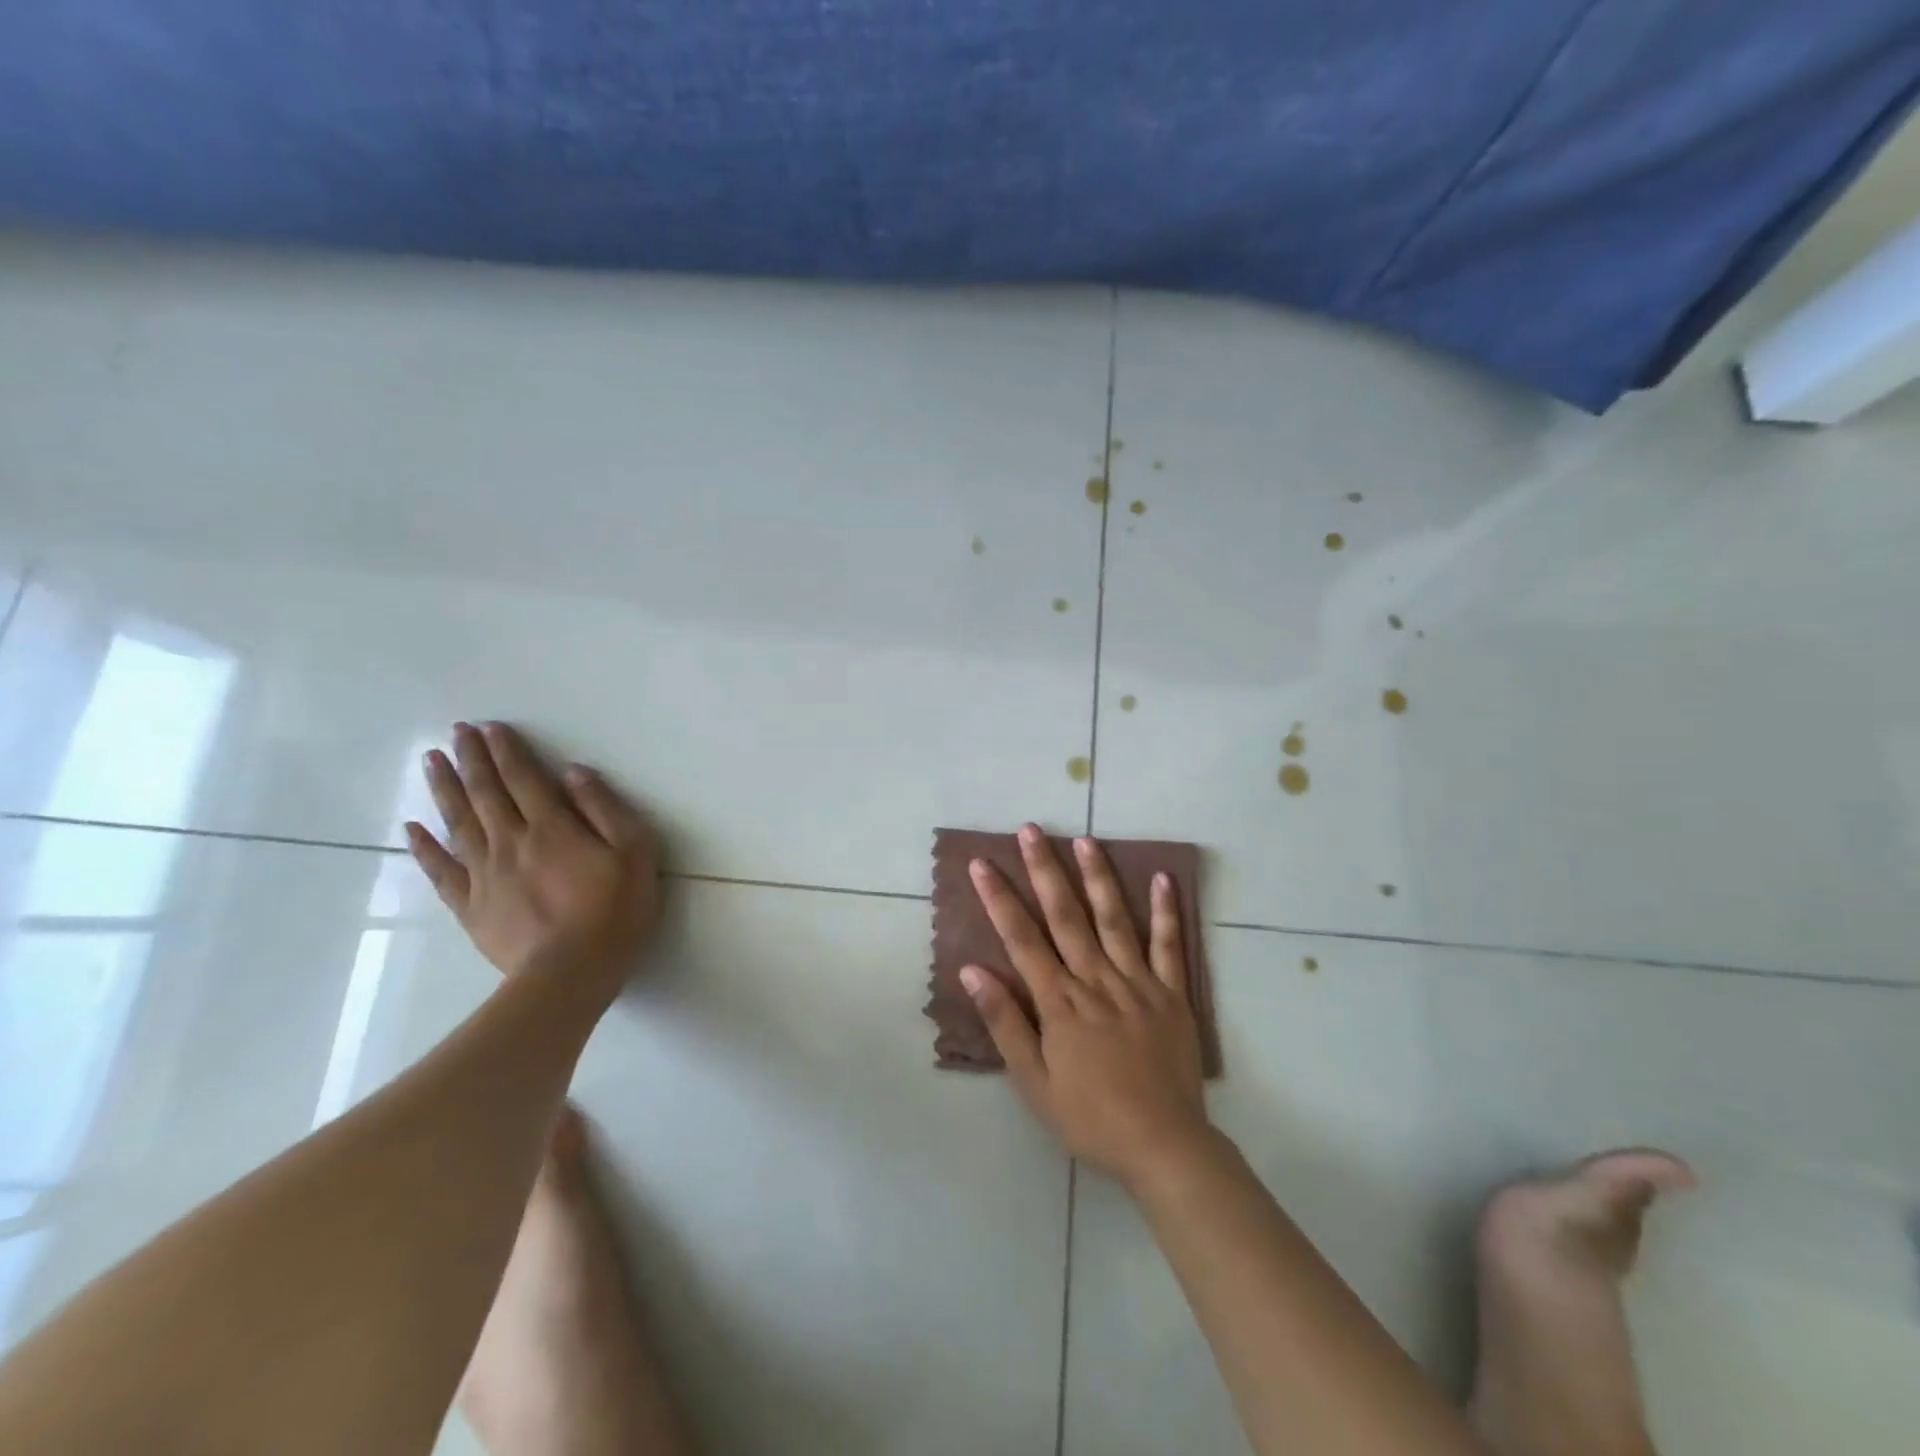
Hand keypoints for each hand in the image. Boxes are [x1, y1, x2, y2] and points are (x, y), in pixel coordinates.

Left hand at [406, 721, 660, 1004]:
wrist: (569, 974)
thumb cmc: (614, 911)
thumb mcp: (634, 853)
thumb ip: (605, 809)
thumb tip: (574, 773)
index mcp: (552, 828)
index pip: (524, 779)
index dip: (508, 751)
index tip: (491, 728)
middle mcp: (511, 842)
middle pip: (486, 793)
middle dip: (471, 760)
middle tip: (456, 732)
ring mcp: (484, 875)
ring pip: (458, 823)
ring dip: (445, 789)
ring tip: (431, 762)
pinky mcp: (471, 906)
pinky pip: (441, 870)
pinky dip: (425, 846)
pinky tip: (413, 827)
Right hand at [963, 824, 1209, 1187]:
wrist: (1163, 1146)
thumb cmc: (1089, 1118)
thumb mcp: (1034, 1083)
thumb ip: (1005, 1023)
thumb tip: (974, 972)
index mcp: (1059, 1002)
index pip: (1022, 939)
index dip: (999, 899)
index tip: (982, 863)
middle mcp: (1095, 981)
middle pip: (1065, 916)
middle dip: (1044, 870)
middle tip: (1031, 830)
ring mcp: (1137, 983)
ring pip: (1113, 920)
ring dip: (1097, 877)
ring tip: (1084, 840)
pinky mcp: (1172, 994)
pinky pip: (1169, 947)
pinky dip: (1166, 912)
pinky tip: (1161, 878)